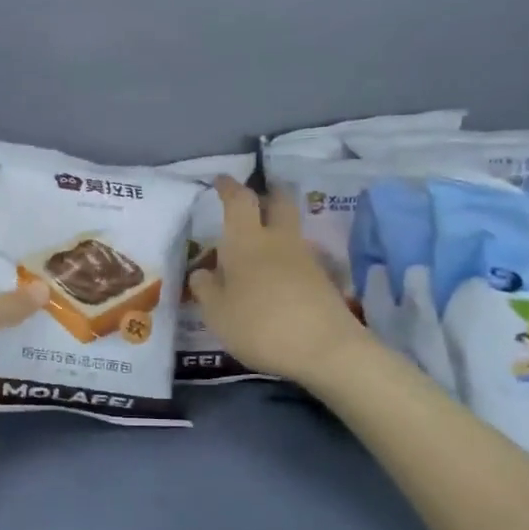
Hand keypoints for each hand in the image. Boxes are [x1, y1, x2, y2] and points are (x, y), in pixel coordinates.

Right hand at [189, 177, 365, 384]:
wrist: (325, 349)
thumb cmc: (259, 325)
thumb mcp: (217, 313)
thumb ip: (206, 289)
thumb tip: (203, 273)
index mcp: (246, 241)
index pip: (239, 200)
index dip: (229, 187)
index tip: (222, 180)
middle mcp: (278, 240)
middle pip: (278, 202)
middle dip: (266, 195)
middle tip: (253, 201)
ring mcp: (305, 259)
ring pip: (289, 231)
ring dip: (275, 231)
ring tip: (256, 252)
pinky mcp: (322, 280)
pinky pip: (298, 258)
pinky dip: (284, 260)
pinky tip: (273, 281)